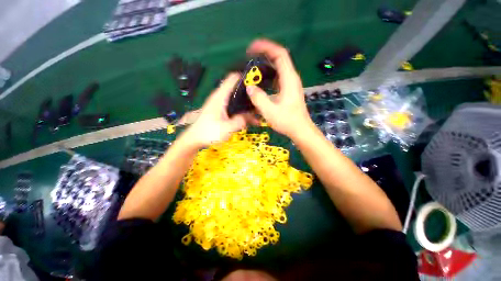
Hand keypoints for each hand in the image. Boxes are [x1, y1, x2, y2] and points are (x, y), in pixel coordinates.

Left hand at [183, 73, 254, 148]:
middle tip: (263, 102)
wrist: (195, 139)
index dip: (245, 77)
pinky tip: (252, 121)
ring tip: (260, 113)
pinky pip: (236, 109)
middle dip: (251, 94)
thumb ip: (240, 121)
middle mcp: (222, 97)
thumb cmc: (208, 132)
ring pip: (239, 101)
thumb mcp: (226, 128)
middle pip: (238, 90)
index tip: (258, 83)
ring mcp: (222, 105)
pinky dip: (244, 113)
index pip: (233, 78)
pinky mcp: (223, 112)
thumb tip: (251, 116)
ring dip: (249, 106)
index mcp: (220, 97)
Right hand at [246, 39, 312, 138]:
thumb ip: (258, 98)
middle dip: (264, 55)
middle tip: (249, 59)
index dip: (267, 47)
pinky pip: (277, 78)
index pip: (280, 55)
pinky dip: (268, 77)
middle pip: (279, 59)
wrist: (300, 130)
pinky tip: (260, 83)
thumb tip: (249, 87)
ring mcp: (290, 85)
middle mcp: (291, 78)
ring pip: (278, 69)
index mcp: (289, 79)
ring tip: (252, 70)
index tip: (252, 48)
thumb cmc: (287, 121)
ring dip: (266, 66)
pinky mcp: (288, 91)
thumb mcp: (270, 111)